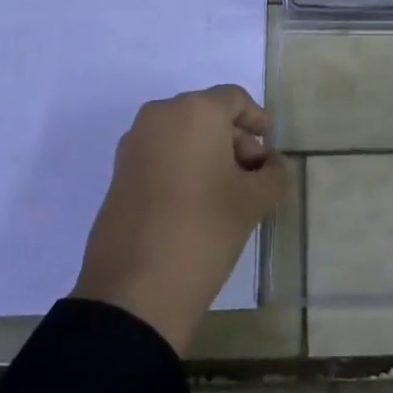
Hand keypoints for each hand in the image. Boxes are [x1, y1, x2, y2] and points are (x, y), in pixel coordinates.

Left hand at [71, 85, 288, 354]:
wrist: (133, 293)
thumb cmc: (203, 231)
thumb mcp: (253, 203)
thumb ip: (273, 173)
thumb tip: (271, 163)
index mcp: (195, 111)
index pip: (235, 99)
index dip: (257, 120)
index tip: (270, 146)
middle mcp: (160, 115)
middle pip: (207, 115)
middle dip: (234, 140)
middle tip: (254, 176)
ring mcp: (134, 143)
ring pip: (182, 135)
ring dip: (208, 154)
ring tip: (227, 194)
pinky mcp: (119, 173)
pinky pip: (160, 154)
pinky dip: (182, 167)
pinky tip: (196, 203)